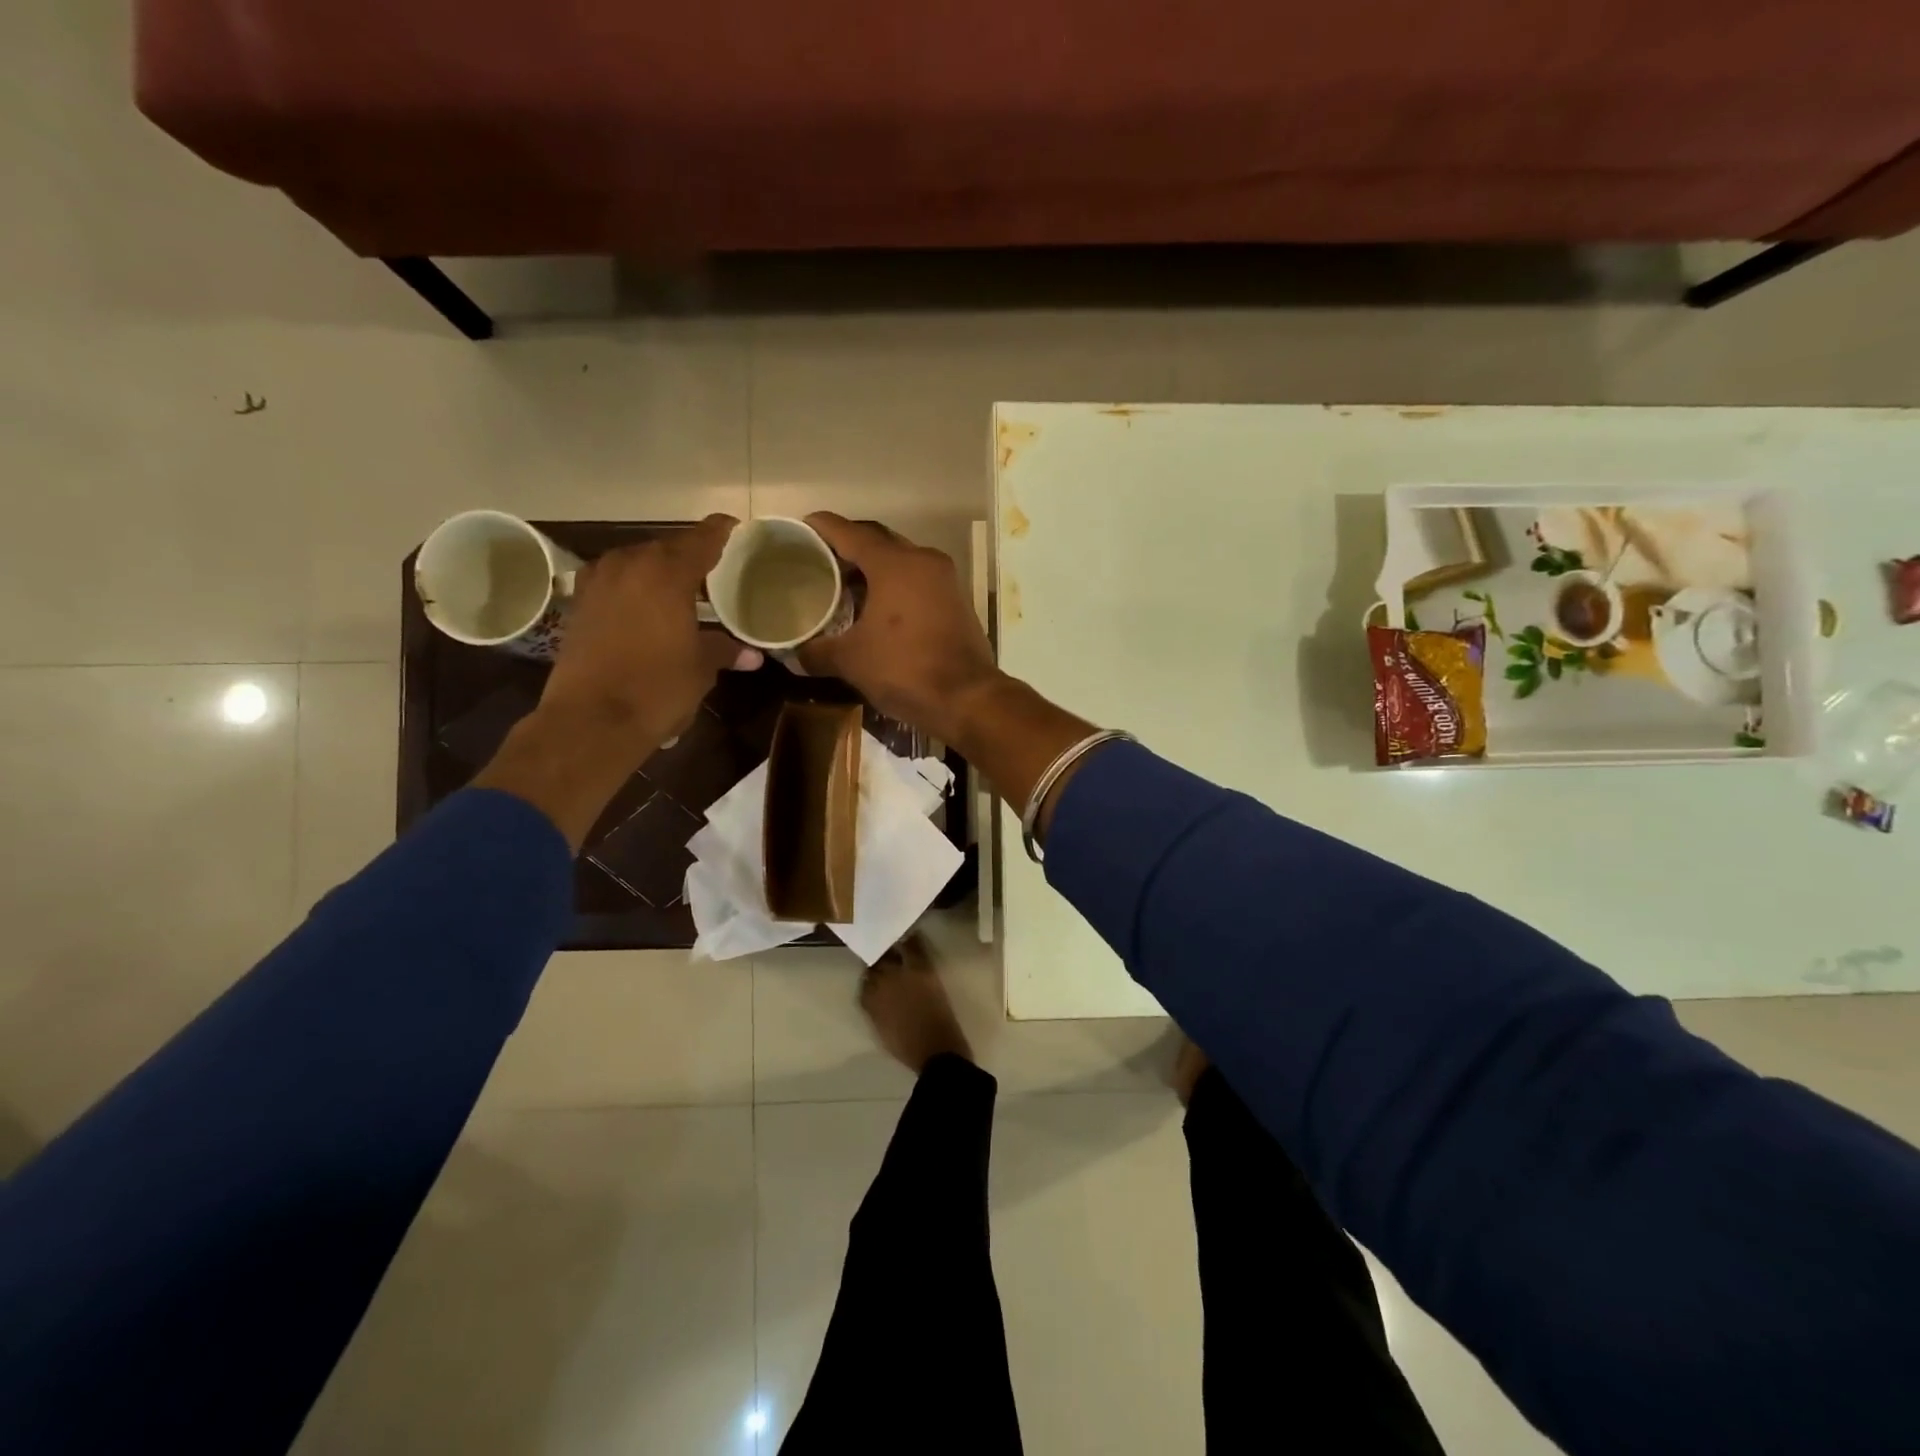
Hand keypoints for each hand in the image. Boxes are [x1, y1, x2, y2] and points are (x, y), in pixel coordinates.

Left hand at [540, 516, 761, 749]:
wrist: (590, 720)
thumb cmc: (657, 688)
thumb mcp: (701, 669)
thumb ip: (724, 651)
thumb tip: (752, 655)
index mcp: (666, 572)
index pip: (702, 538)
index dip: (722, 532)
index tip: (736, 529)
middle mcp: (629, 564)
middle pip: (667, 548)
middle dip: (691, 558)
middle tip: (716, 573)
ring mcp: (598, 582)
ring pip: (638, 564)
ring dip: (660, 574)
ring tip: (683, 592)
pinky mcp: (579, 605)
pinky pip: (616, 584)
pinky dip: (635, 590)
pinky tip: (648, 610)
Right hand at [797, 514, 1000, 741]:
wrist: (968, 699)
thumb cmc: (905, 669)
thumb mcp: (852, 661)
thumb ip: (818, 651)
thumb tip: (795, 654)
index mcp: (895, 564)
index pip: (851, 533)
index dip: (823, 528)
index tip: (802, 527)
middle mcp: (923, 561)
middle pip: (879, 543)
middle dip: (849, 548)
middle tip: (819, 561)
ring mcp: (945, 581)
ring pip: (901, 563)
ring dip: (873, 570)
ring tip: (843, 586)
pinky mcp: (957, 603)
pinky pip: (918, 583)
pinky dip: (895, 588)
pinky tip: (876, 609)